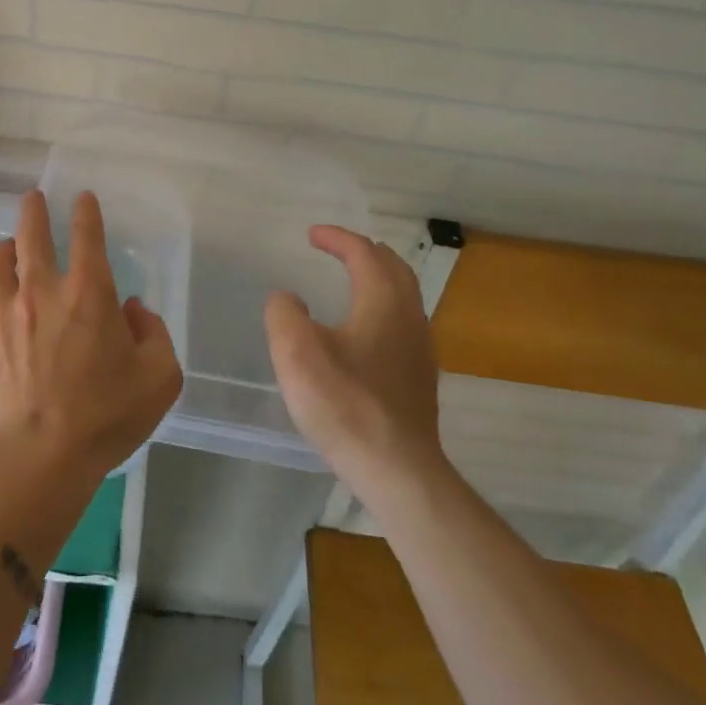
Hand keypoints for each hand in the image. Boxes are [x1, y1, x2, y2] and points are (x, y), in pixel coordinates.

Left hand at [0, 189, 182, 483]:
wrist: (40, 457)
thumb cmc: (107, 415)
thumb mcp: (159, 377)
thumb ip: (154, 334)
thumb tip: (131, 311)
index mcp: (89, 293)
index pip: (87, 236)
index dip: (86, 212)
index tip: (83, 198)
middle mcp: (43, 293)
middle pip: (30, 235)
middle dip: (33, 210)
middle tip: (33, 198)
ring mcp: (6, 316)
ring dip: (4, 249)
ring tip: (11, 248)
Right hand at [266, 226, 445, 497]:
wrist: (397, 470)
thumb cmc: (345, 404)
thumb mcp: (296, 352)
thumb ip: (284, 313)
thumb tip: (288, 299)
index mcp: (382, 300)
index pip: (363, 252)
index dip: (337, 238)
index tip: (313, 234)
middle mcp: (409, 315)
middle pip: (393, 267)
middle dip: (364, 251)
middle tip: (336, 249)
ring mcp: (420, 348)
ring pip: (403, 295)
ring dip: (378, 278)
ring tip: (351, 282)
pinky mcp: (421, 377)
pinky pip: (403, 322)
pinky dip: (382, 307)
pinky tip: (364, 332)